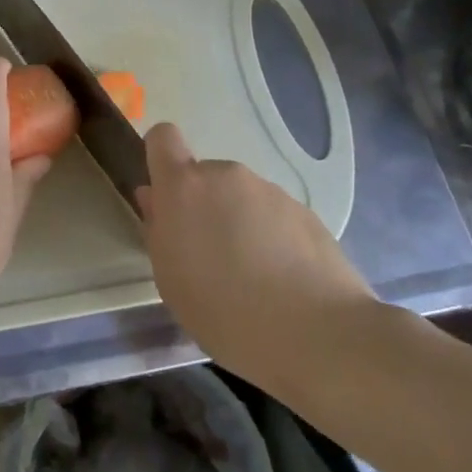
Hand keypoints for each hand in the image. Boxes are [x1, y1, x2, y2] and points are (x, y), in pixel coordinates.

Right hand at [138, 122, 377, 380]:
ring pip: (241, 197)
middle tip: (210, 256)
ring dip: (238, 222)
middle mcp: (227, 176)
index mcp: (185, 187)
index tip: (166, 196)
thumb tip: (156, 199)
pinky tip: (283, 281)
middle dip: (203, 205)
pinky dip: (272, 237)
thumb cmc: (223, 310)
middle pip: (205, 177)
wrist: (316, 333)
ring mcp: (271, 191)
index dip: (161, 159)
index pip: (163, 138)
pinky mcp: (306, 212)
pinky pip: (274, 216)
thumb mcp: (170, 278)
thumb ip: (159, 230)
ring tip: (252, 275)